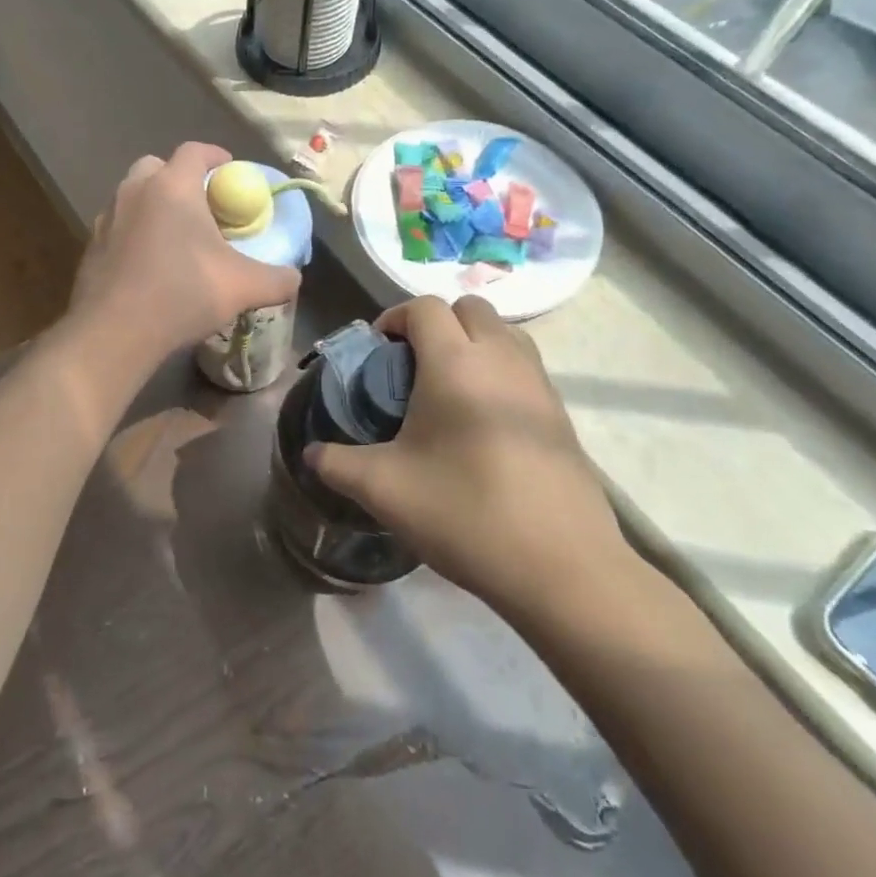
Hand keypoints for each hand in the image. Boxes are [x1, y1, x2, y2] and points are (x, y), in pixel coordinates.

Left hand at [68, 144, 300, 366]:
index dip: (216, 156)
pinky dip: (134, 233)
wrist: (114, 332)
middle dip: (180, 178)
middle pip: (157, 167)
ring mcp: (107, 217)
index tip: (231, 172)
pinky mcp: (91, 245)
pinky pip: (118, 226)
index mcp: (172, 186)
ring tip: (175, 236)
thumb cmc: (181, 295)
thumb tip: (294, 278)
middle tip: (202, 206)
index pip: (195, 151)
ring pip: (133, 196)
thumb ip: (277, 279)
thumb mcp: (243, 287)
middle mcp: (135, 191)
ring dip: (154, 205)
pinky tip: (148, 264)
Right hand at [307, 294, 630, 618]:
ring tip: (446, 391)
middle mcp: (502, 360)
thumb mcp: (383, 489)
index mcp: (456, 363)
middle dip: (436, 324)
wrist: (564, 569)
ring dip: (471, 344)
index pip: (424, 308)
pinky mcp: (561, 416)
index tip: (378, 353)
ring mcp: (540, 386)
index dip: (394, 318)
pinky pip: (524, 368)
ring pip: (504, 334)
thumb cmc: (465, 513)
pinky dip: (497, 372)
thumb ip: (336, 463)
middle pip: (469, 309)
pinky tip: (479, 426)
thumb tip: (312, 453)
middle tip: (411, 367)